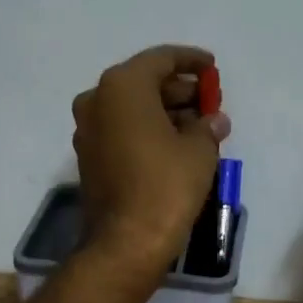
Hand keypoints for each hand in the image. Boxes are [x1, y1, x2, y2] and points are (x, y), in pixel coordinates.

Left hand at [71, 44, 230, 277]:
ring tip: (202, 123)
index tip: (212, 67)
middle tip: (210, 100)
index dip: (191, 60)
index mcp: (123, 87)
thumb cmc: (166, 185)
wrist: (126, 242)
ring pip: (133, 107)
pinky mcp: (90, 156)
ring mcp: (89, 130)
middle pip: (145, 82)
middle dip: (180, 89)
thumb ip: (208, 126)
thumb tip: (214, 120)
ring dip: (166, 110)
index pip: (161, 59)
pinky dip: (149, 128)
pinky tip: (178, 141)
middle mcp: (98, 100)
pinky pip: (123, 129)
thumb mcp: (199, 150)